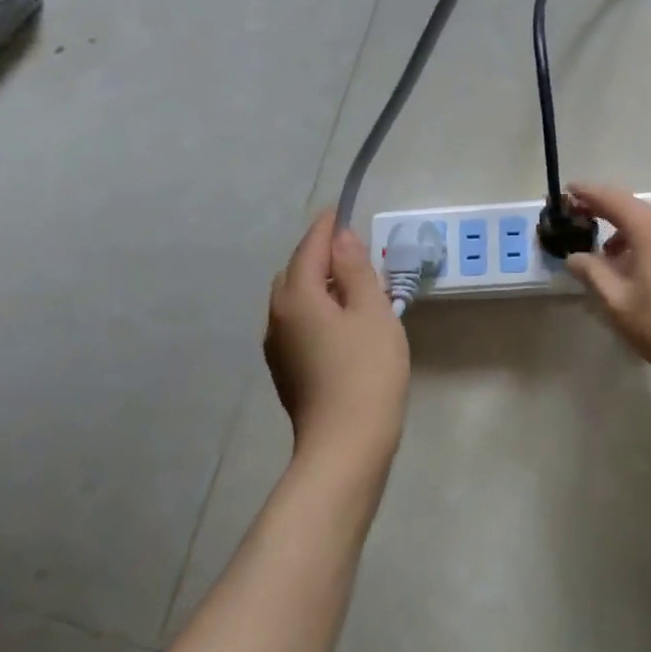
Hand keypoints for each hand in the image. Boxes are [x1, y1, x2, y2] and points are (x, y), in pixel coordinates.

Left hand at [264, 211, 409, 460]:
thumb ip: (357, 270)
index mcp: (298, 295)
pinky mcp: (286, 368)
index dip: (328, 226)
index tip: (341, 207)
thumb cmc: (367, 370)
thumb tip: (341, 238)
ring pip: (295, 298)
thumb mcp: (372, 311)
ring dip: (318, 283)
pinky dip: (316, 308)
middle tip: (353, 248)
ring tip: (352, 283)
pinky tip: (340, 321)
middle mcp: (277, 315)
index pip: (311, 247)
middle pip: (296, 271)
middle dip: (320, 254)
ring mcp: (278, 345)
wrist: (346, 443)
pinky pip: (298, 322)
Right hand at [561, 183, 650, 393]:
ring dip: (627, 233)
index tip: (566, 192)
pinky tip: (640, 270)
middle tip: (581, 227)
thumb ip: (592, 274)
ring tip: (609, 260)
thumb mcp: (619, 304)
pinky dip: (648, 243)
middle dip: (605, 214)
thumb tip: (575, 257)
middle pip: (633, 209)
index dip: (586, 193)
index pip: (611, 198)